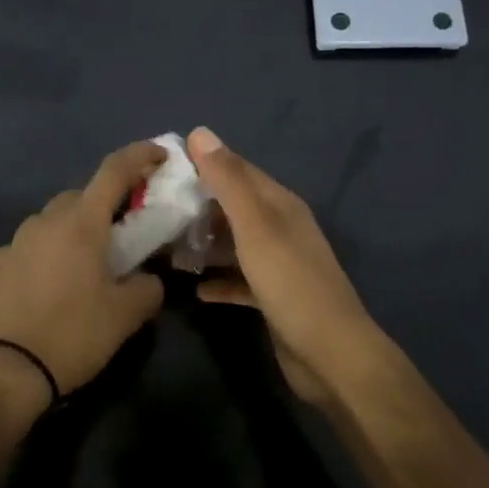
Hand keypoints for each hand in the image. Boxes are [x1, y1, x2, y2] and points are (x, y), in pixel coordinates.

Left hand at [0, 141, 166, 409]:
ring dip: (76, 227)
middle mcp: (46, 221)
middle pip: (83, 195)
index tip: (161, 154)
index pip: (114, 171)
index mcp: (81, 222)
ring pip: (54, 219)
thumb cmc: (71, 334)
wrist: (2, 371)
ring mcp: (17, 241)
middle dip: (107, 203)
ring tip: (91, 261)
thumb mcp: (125, 316)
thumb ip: (147, 288)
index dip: (140, 156)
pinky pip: (33, 245)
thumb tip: (148, 279)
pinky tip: (56, 281)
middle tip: (128, 228)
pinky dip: (50, 251)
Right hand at [188, 127, 388, 406]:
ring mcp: (279, 264)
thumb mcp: (255, 226)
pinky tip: (195, 288)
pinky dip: (219, 280)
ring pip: (235, 243)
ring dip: (206, 242)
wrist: (330, 356)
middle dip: (200, 203)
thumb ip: (228, 181)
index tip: (164, 164)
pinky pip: (239, 280)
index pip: (238, 170)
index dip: (205, 162)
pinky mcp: (273, 298)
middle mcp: (281, 228)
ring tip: (168, 244)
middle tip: (157, 206)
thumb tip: (200, 132)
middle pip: (235, 206)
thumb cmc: (290, 283)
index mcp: (280, 205)